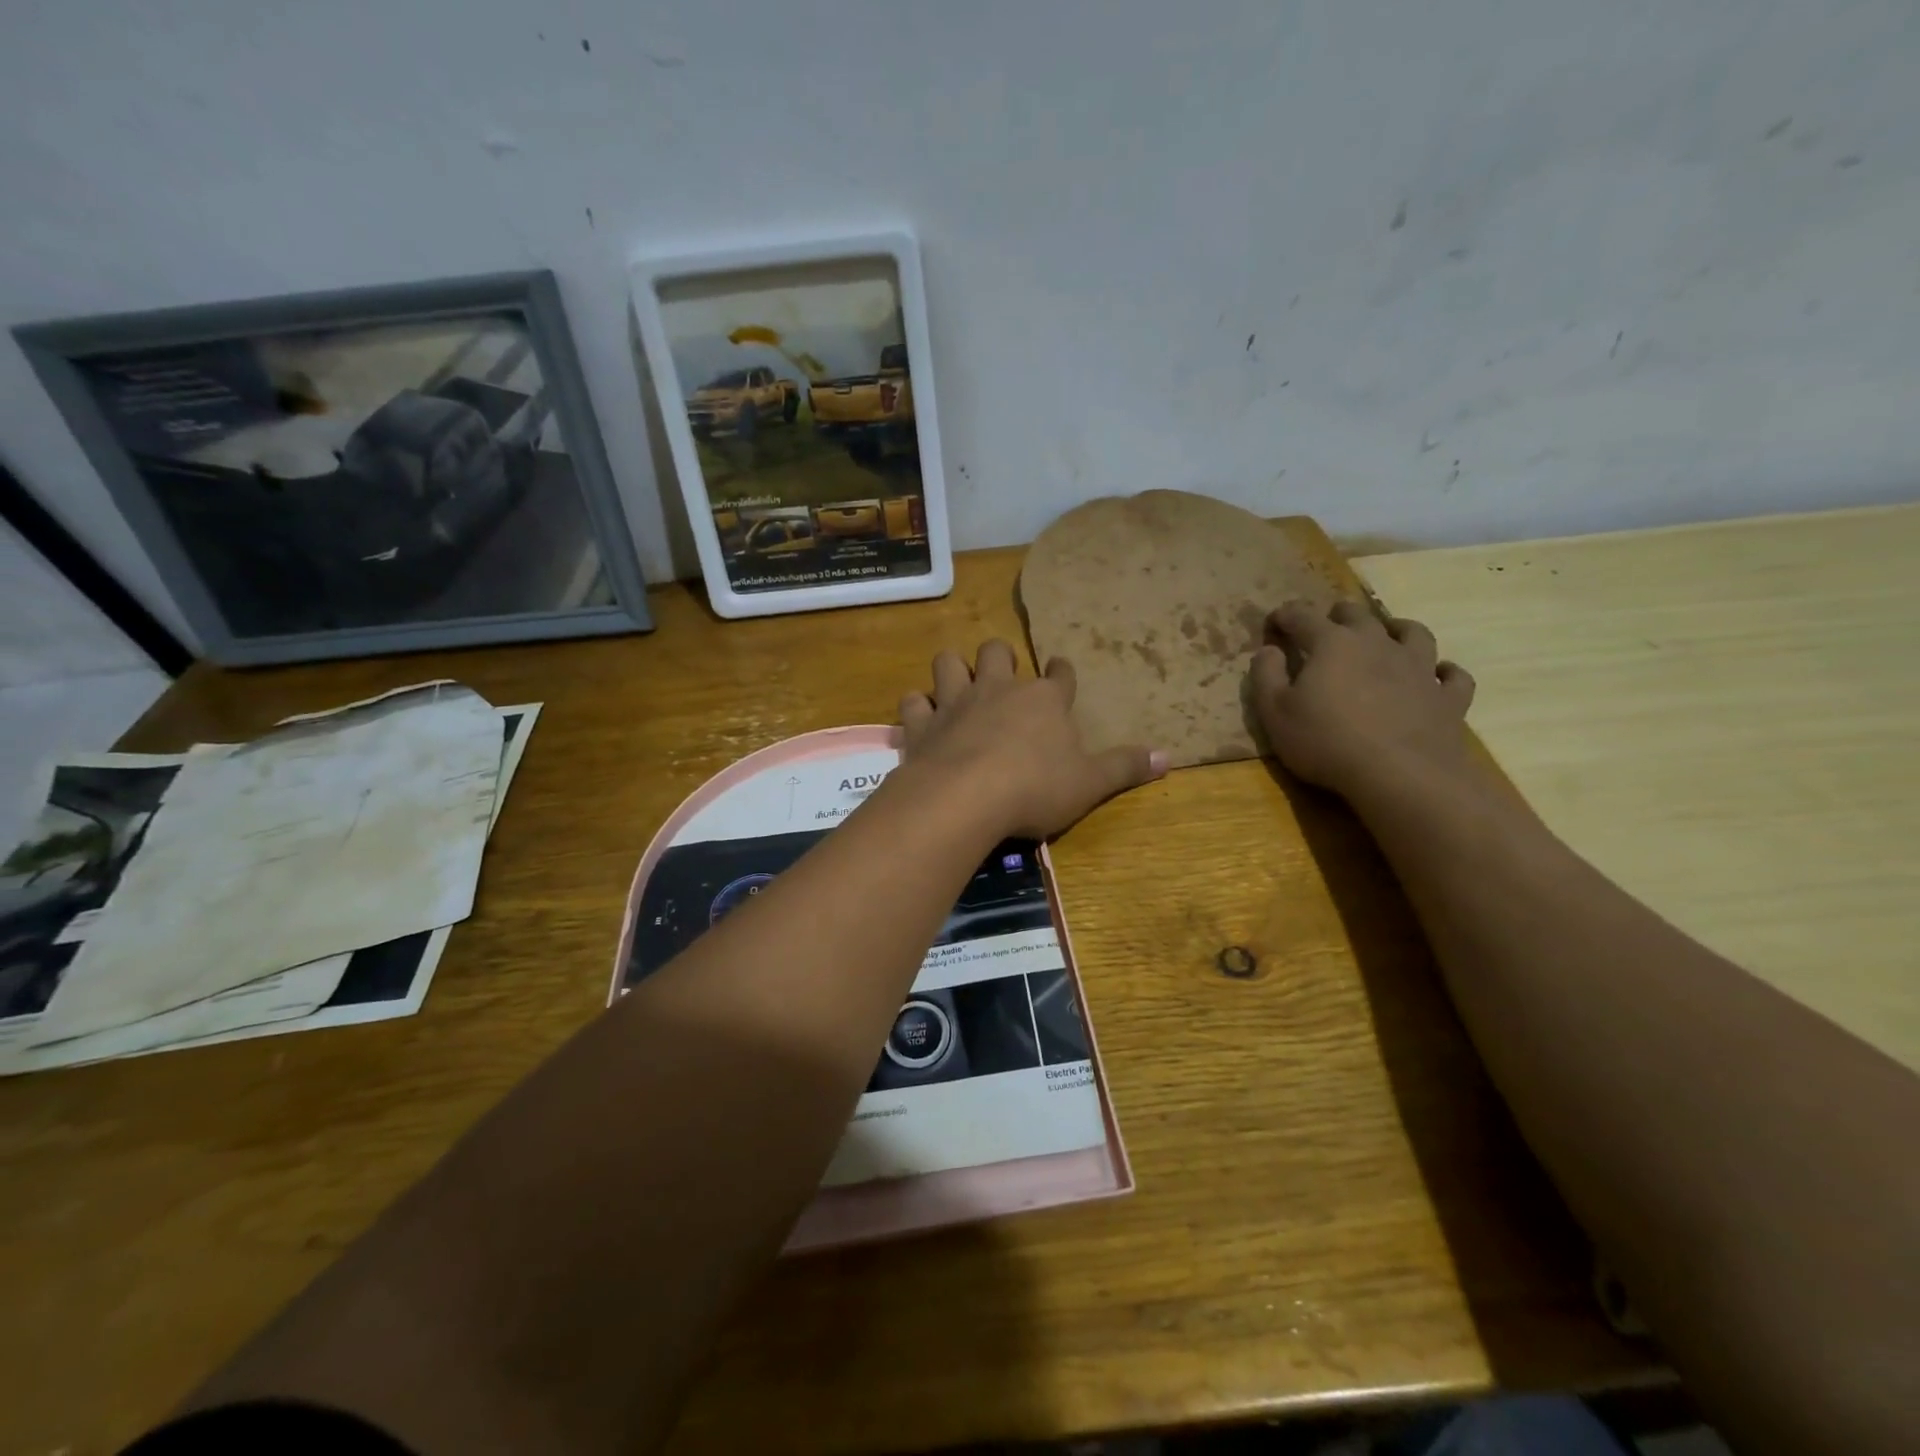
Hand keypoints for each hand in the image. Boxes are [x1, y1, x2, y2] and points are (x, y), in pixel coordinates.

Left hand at [897, 640, 1166, 839]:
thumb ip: (1125, 768)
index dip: (1061, 673)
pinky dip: (917, 708)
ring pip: (949, 663)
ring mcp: (956, 702)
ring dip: (953, 670)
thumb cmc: (1035, 788)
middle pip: (998, 652)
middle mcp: (999, 689)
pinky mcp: (922, 724)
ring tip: (958, 685)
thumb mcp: (1090, 783)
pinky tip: (922, 718)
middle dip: (1001, 658)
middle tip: (1002, 676)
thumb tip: (1170, 757)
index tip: (1060, 672)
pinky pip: (913, 702)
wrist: (966, 797)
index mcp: (1044, 700)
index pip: (1059, 675)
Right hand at [1251, 600, 1476, 799]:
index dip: (1284, 616)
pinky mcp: (1447, 697)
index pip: (1302, 617)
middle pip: (1358, 615)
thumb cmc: (1326, 741)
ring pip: (1413, 633)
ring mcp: (1419, 668)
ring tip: (1388, 634)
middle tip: (1327, 625)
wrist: (1401, 774)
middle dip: (1338, 615)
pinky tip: (1438, 675)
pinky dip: (1444, 671)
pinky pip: (1453, 676)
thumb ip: (1266, 676)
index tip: (1273, 623)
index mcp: (1332, 644)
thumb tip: (1267, 650)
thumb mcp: (1274, 712)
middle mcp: (1378, 644)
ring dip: (1397, 629)